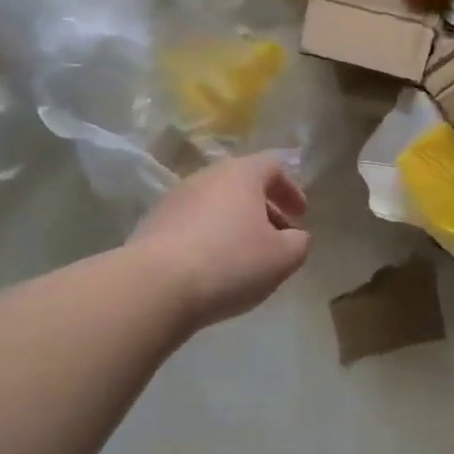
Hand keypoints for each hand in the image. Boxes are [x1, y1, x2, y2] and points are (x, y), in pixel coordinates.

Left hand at [128, 154, 311, 329]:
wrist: (155, 286)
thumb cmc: (230, 262)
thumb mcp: (282, 257)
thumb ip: (299, 243)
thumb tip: (295, 237)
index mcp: (241, 174)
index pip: (272, 166)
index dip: (291, 189)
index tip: (300, 215)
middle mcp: (206, 177)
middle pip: (242, 184)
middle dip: (264, 210)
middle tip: (278, 238)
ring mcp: (175, 199)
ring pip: (216, 205)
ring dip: (236, 225)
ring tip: (246, 258)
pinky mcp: (153, 225)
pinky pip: (192, 225)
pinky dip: (210, 239)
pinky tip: (214, 269)